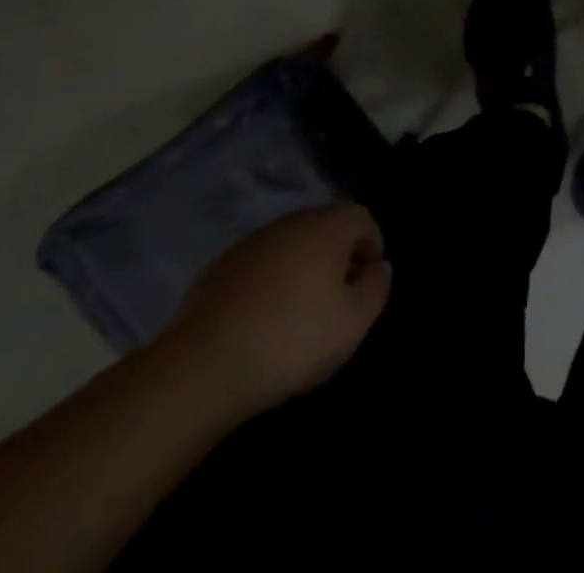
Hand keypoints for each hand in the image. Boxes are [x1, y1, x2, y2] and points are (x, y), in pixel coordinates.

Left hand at [165, 203, 391, 415]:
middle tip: (339, 295)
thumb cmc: (292, 340)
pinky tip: (264, 317)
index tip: (368, 282)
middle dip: (339, 253)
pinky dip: (271, 279)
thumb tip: (379, 267)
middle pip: (325, 225)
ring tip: (301, 308)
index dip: (372, 245)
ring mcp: (251, 242)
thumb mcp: (353, 323)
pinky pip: (261, 263)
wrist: (203, 367)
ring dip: (304, 265)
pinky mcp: (220, 267)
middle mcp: (290, 222)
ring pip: (291, 243)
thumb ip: (377, 288)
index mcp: (326, 227)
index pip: (362, 217)